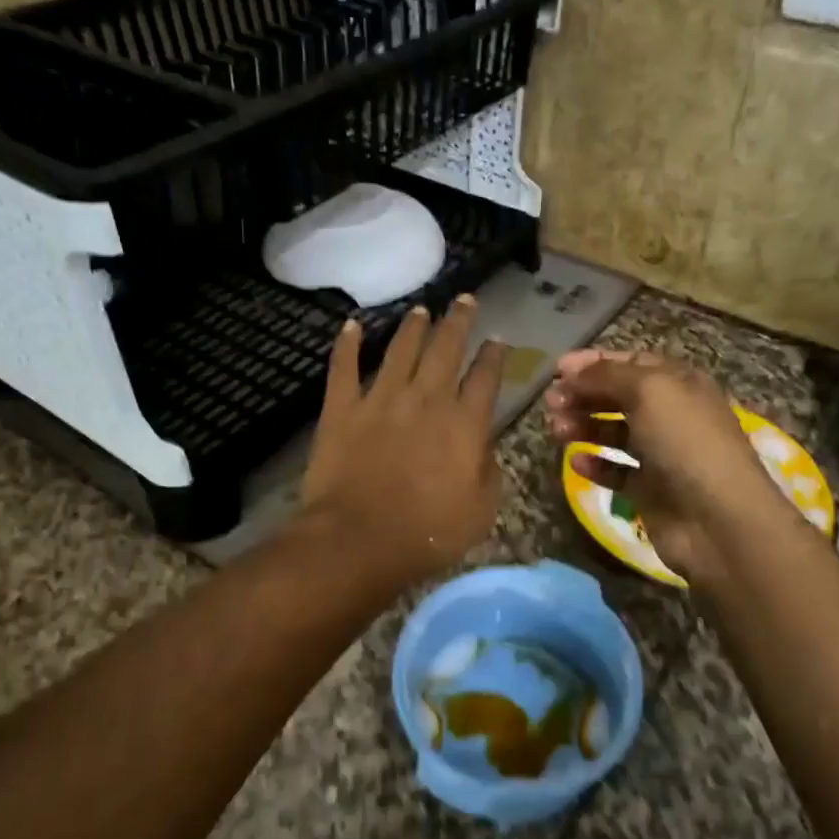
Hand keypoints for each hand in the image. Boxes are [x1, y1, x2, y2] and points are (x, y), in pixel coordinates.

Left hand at [301, 298, 506, 588]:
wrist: (359, 539)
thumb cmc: (427, 533)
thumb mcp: (481, 511)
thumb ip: (488, 472)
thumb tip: (484, 447)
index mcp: (464, 423)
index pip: (485, 378)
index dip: (493, 357)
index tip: (497, 340)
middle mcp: (426, 399)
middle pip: (445, 350)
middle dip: (458, 322)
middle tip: (464, 299)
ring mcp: (380, 400)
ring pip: (400, 351)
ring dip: (413, 327)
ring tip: (421, 309)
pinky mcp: (342, 409)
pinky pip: (343, 368)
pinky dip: (347, 345)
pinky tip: (351, 326)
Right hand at [543, 350, 794, 582]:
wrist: (717, 519)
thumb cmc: (686, 442)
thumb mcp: (649, 391)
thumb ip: (607, 375)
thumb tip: (573, 371)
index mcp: (680, 384)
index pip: (633, 362)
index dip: (595, 363)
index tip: (558, 369)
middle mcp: (672, 415)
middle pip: (619, 397)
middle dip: (584, 395)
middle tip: (550, 403)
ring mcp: (662, 455)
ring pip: (614, 434)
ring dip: (584, 427)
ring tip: (556, 431)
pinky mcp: (651, 491)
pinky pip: (617, 472)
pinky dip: (595, 466)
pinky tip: (576, 463)